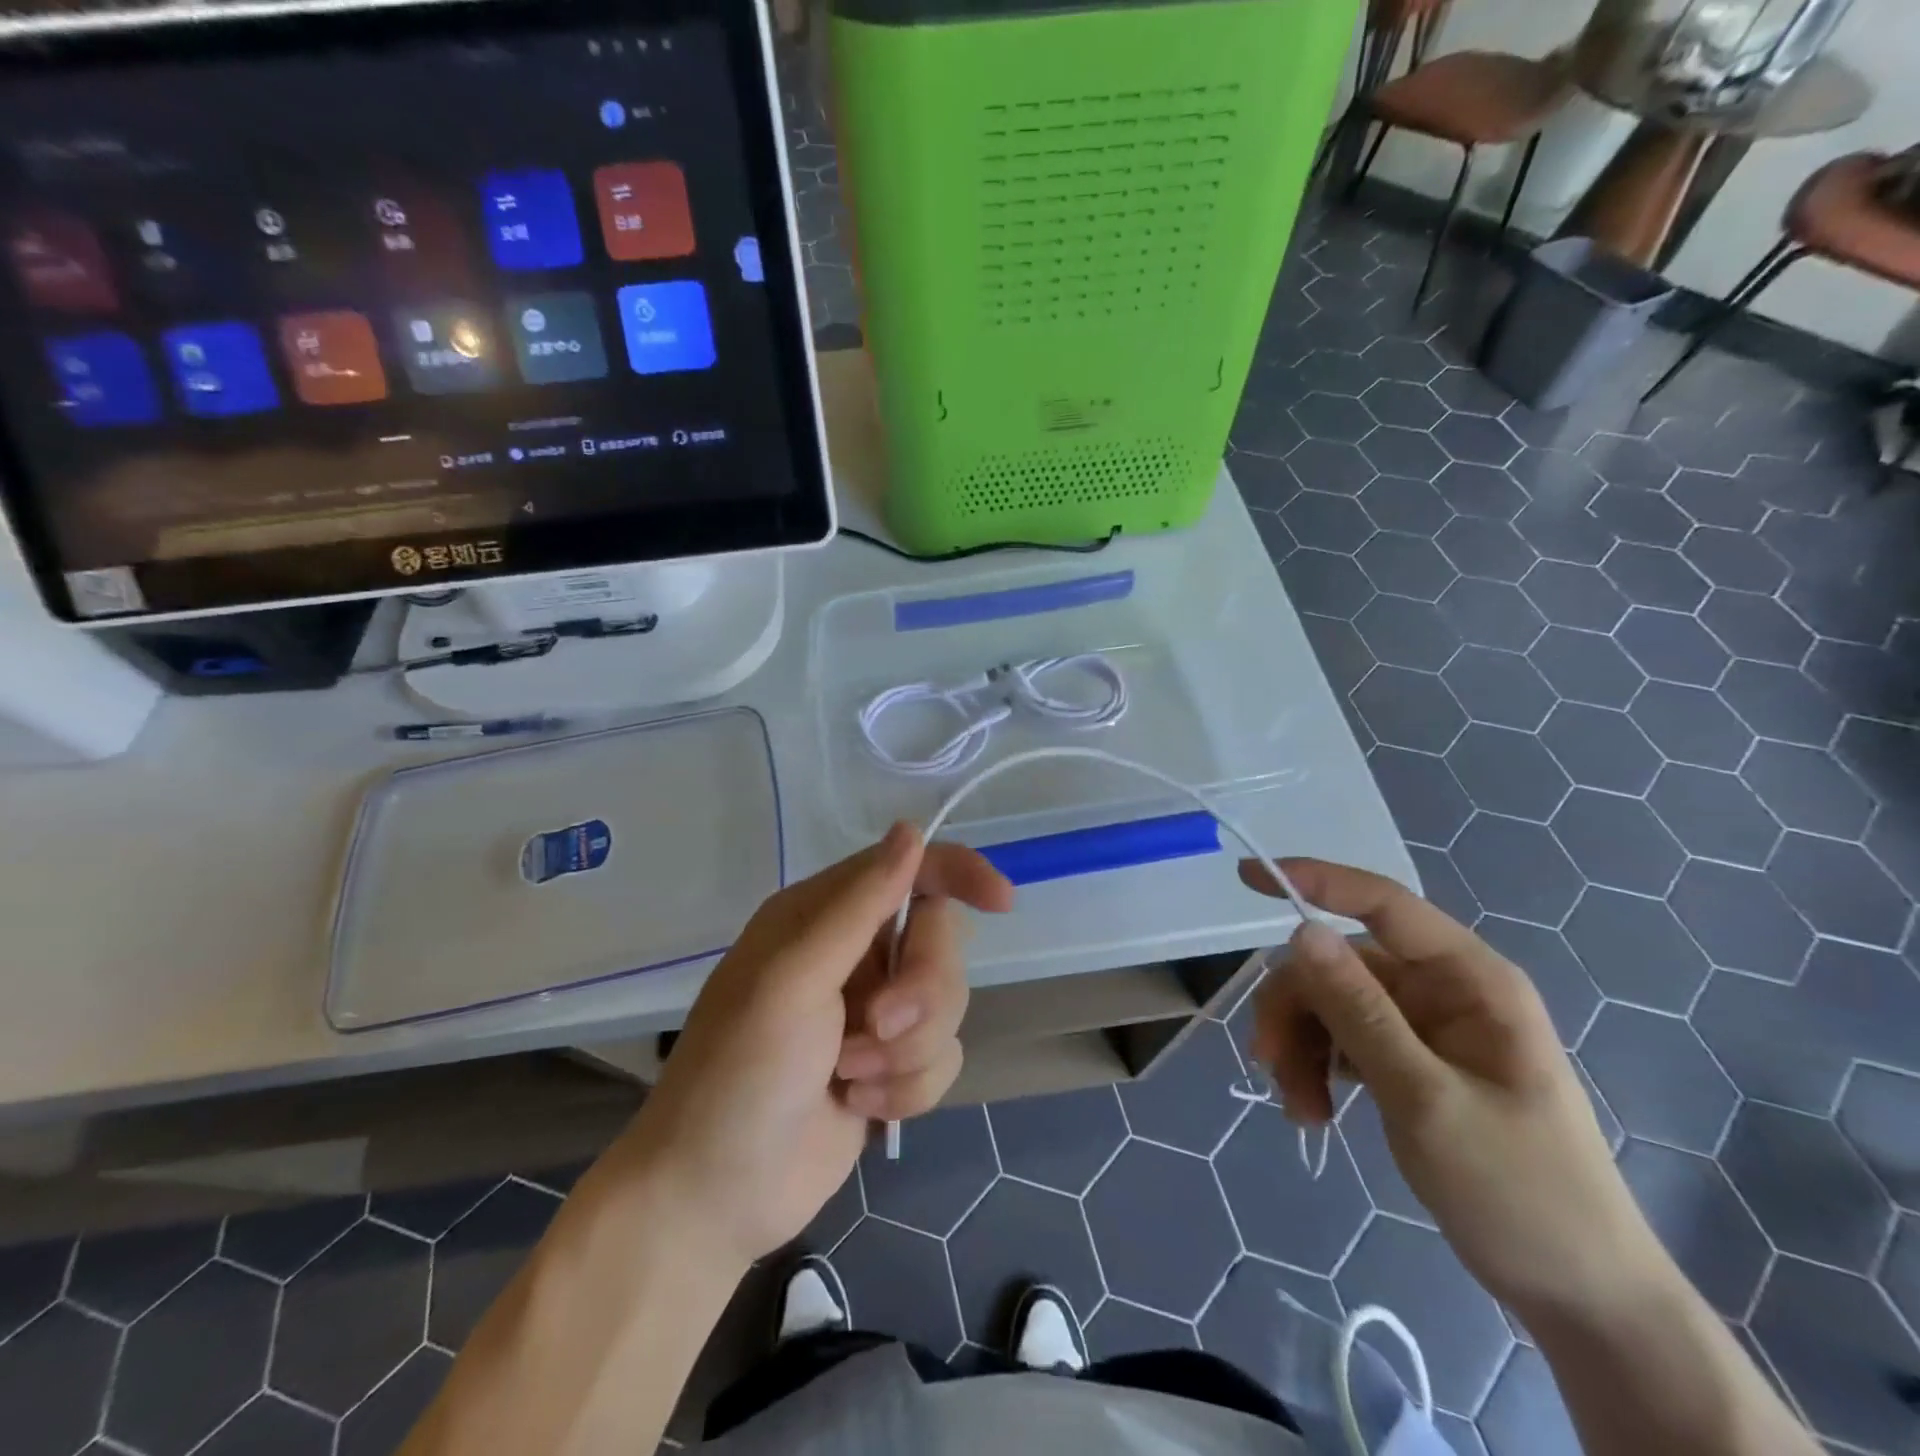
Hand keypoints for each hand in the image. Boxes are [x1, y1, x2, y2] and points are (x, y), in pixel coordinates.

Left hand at [621, 824, 1012, 1270]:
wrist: (714, 1197)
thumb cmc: (739, 1073)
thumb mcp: (793, 979)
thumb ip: (858, 905)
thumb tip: (911, 830)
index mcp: (825, 916)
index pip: (910, 869)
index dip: (959, 874)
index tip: (1001, 902)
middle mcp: (855, 955)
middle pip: (940, 942)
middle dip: (922, 992)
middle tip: (876, 1026)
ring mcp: (876, 1013)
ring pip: (949, 1005)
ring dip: (908, 1050)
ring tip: (853, 1079)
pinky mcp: (892, 1068)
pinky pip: (944, 1058)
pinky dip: (909, 1089)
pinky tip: (861, 1110)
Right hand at [1240, 858, 1661, 1320]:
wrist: (1577, 1294)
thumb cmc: (1520, 1192)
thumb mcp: (1426, 1099)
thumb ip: (1359, 1011)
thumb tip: (1299, 931)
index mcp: (1470, 980)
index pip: (1382, 904)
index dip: (1314, 882)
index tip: (1246, 879)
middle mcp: (1443, 990)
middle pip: (1338, 964)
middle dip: (1296, 1007)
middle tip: (1269, 1062)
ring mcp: (1424, 1026)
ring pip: (1329, 1002)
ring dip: (1299, 1046)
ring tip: (1299, 1108)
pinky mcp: (1407, 1060)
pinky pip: (1339, 1039)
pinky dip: (1315, 1067)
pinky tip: (1313, 1112)